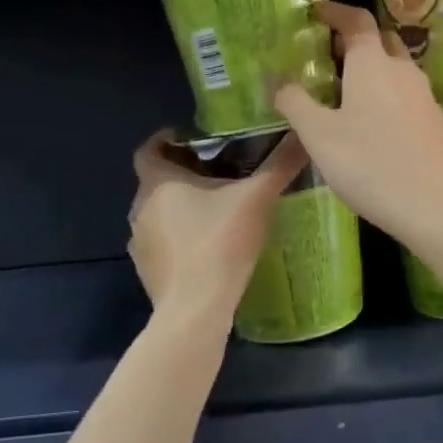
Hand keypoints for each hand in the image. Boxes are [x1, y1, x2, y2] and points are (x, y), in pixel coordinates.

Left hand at [128, 129, 307, 320]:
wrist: (195, 308)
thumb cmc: (220, 243)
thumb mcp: (257, 198)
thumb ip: (279, 165)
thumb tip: (302, 134)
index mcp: (158, 182)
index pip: (148, 149)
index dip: (165, 140)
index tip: (190, 139)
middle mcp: (140, 207)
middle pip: (156, 181)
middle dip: (182, 174)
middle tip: (217, 173)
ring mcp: (139, 241)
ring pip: (157, 213)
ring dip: (179, 207)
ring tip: (214, 210)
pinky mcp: (146, 270)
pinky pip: (161, 242)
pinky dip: (178, 238)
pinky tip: (205, 246)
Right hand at [274, 2, 442, 250]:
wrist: (434, 208)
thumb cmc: (369, 165)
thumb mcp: (318, 135)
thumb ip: (294, 101)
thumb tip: (277, 79)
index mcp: (372, 63)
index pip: (356, 20)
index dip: (334, 12)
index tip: (314, 12)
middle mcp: (402, 70)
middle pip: (378, 40)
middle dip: (352, 40)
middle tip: (323, 54)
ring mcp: (423, 96)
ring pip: (393, 67)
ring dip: (369, 68)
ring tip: (341, 89)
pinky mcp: (433, 121)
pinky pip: (404, 92)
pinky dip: (383, 92)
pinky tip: (369, 121)